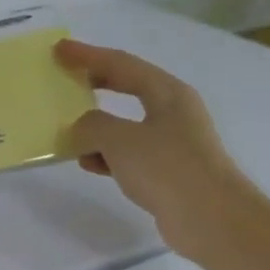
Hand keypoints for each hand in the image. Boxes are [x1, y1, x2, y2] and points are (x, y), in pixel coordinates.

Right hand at [53, 38, 257, 261]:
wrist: (211, 219)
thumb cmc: (167, 168)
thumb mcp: (119, 139)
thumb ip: (92, 125)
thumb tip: (82, 127)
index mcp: (167, 92)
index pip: (121, 64)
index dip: (88, 55)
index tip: (59, 49)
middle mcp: (173, 111)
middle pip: (127, 87)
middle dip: (94, 83)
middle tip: (64, 78)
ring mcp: (172, 142)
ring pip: (125, 123)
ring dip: (96, 124)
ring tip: (67, 126)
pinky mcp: (168, 170)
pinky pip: (129, 153)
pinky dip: (107, 154)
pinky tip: (88, 163)